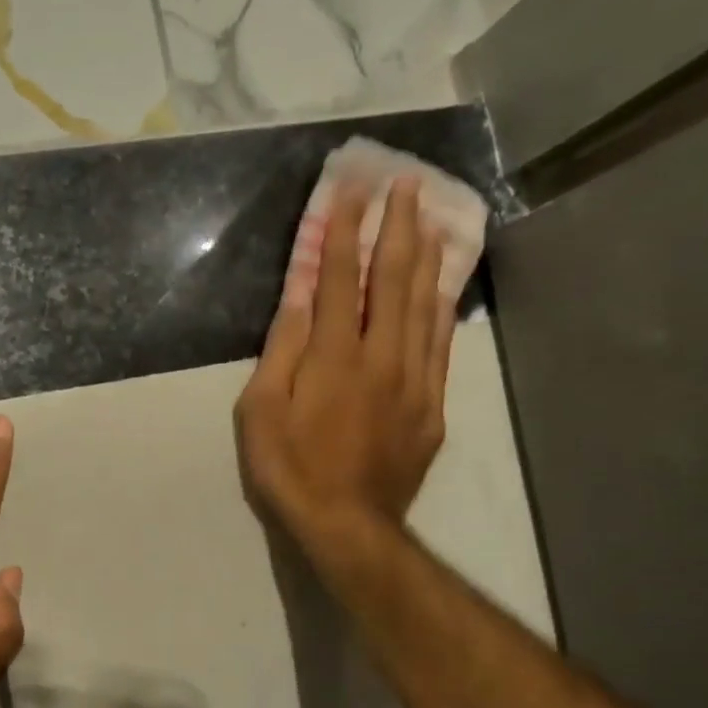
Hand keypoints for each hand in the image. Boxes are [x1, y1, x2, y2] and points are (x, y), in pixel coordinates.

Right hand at [235, 177, 454, 579]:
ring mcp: (413, 380)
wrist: (347, 524)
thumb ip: (282, 349)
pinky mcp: (431, 406)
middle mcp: (381, 356)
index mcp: (334, 355)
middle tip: (406, 183)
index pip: (341, 277)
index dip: (345, 230)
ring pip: (425, 305)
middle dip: (398, 226)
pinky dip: (443, 309)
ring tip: (432, 217)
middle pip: (394, 279)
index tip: (351, 188)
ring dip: (428, 257)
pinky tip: (445, 288)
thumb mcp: (262, 411)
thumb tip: (298, 295)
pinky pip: (441, 346)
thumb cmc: (290, 468)